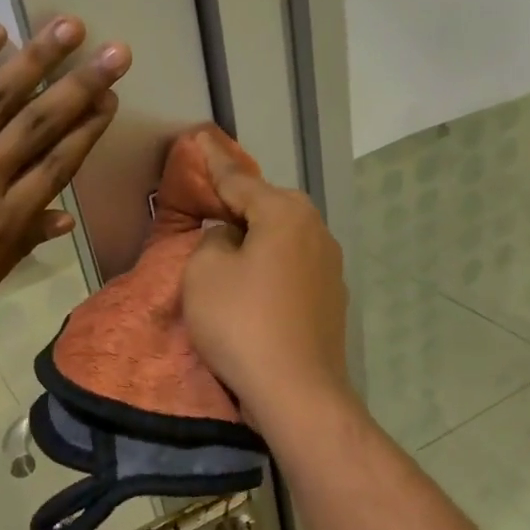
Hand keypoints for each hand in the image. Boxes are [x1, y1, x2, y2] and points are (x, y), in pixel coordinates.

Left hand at [0, 17, 125, 351]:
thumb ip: (15, 251)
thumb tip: (62, 219)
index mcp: (2, 222)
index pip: (57, 165)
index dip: (87, 130)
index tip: (110, 99)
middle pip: (40, 124)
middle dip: (81, 86)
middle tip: (115, 52)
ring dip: (38, 60)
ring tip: (69, 27)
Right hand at [182, 140, 353, 429]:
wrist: (297, 391)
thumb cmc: (242, 324)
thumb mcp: (204, 273)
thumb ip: (212, 241)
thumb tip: (232, 240)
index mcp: (285, 213)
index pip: (238, 180)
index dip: (213, 162)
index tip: (199, 139)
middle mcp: (316, 230)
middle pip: (267, 207)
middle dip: (238, 204)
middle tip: (209, 203)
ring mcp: (330, 267)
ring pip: (282, 240)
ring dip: (256, 241)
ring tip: (229, 250)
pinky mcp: (331, 301)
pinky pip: (292, 270)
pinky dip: (270, 270)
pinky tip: (255, 290)